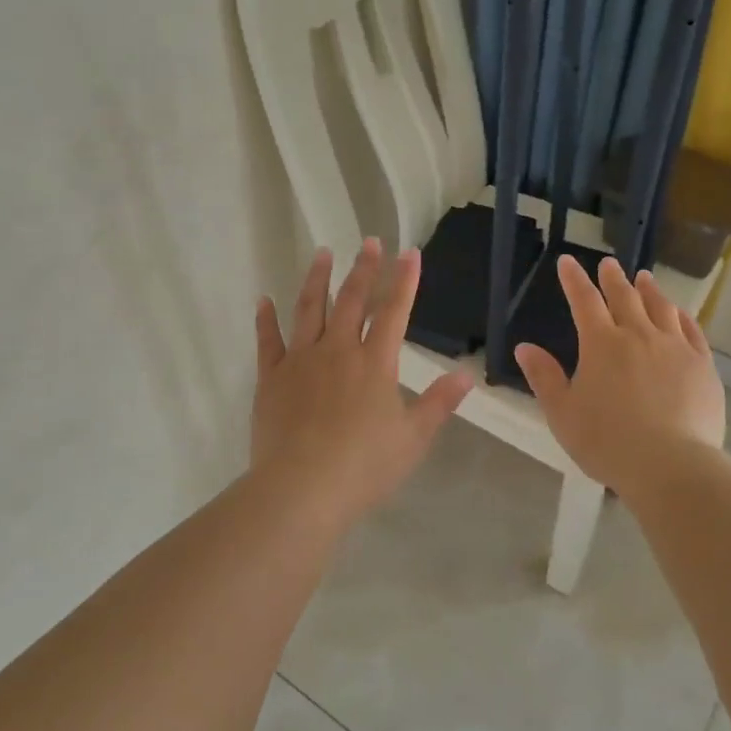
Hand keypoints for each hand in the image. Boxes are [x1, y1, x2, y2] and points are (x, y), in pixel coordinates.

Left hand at [251, 238, 473, 525]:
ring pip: (309, 309)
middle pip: (352, 300)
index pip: (394, 311)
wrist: (302, 488)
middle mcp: (338, 351)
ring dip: (317, 279)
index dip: (404, 280)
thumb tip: (466, 375)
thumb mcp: (413, 438)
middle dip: (364, 269)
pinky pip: (268, 341)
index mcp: (375, 363)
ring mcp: (301, 361)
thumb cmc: (364, 467)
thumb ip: (439, 403)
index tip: (409, 252)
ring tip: (322, 253)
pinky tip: (264, 300)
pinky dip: (266, 319)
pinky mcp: (271, 378)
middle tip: (369, 241)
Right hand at [514, 255, 724, 498]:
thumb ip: (544, 377)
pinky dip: (682, 316)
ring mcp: (674, 348)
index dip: (574, 279)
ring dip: (649, 290)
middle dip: (613, 278)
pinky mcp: (702, 365)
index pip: (584, 301)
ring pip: (661, 308)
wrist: (670, 465)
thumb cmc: (606, 441)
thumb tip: (524, 347)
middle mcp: (638, 335)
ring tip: (645, 278)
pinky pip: (692, 330)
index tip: (568, 261)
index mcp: (601, 344)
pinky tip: (679, 312)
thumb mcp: (562, 413)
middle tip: (609, 264)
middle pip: (625, 297)